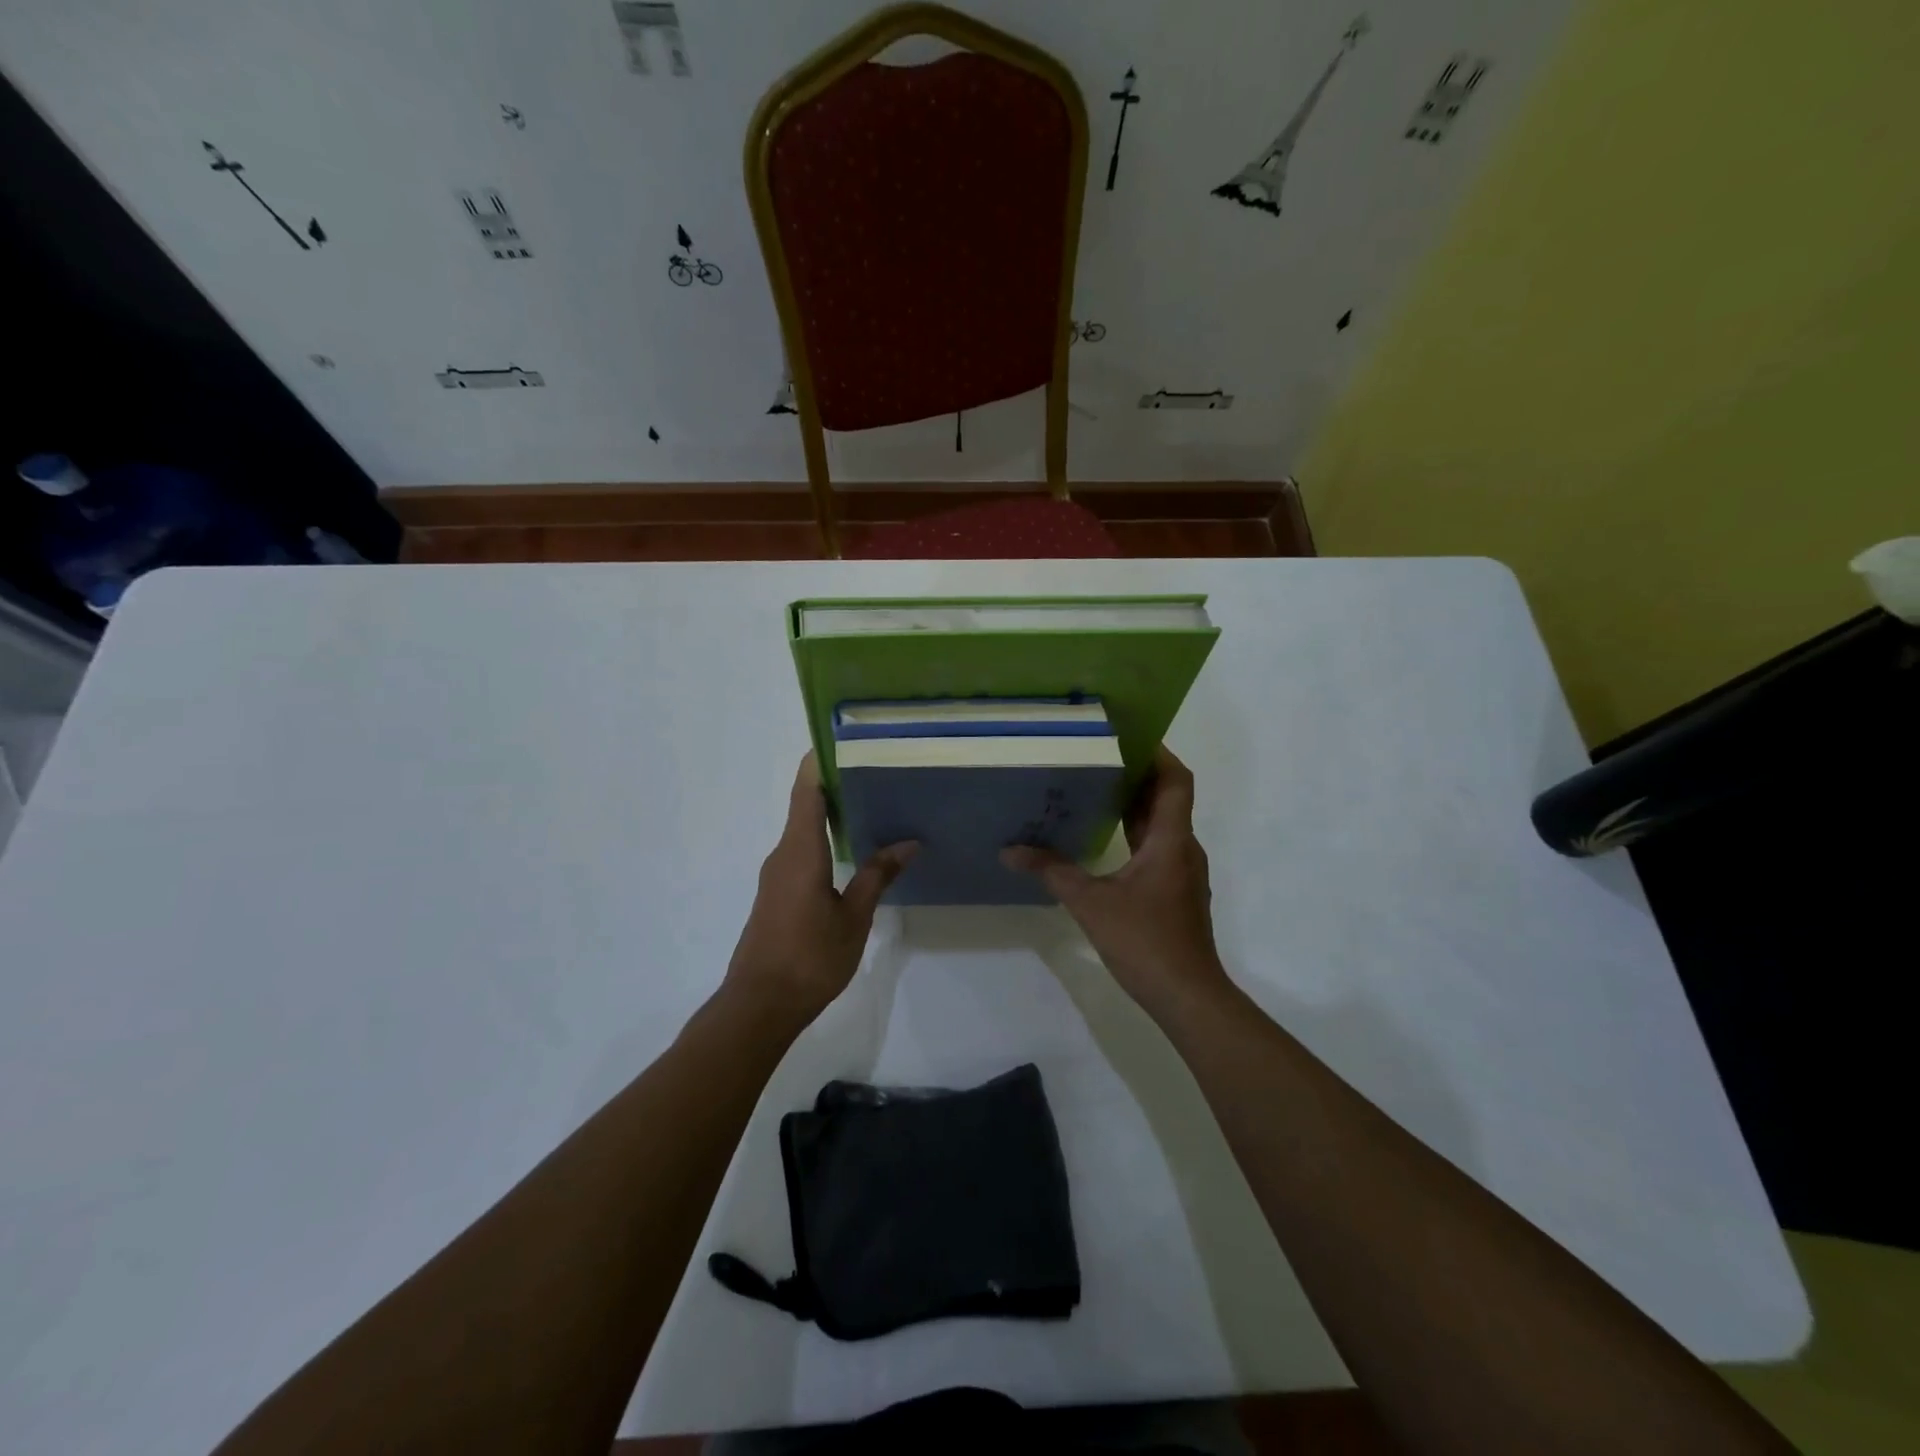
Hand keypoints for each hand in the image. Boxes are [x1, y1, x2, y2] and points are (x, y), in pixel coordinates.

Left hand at [724, 754, 916, 1025]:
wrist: (759, 1005)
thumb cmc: (810, 958)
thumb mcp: (854, 917)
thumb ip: (877, 876)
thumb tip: (908, 843)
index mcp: (800, 850)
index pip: (807, 789)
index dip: (820, 760)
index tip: (845, 740)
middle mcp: (783, 853)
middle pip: (806, 804)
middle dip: (837, 783)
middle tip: (878, 769)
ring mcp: (776, 874)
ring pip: (804, 829)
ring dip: (832, 813)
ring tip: (874, 803)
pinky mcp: (777, 892)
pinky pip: (801, 850)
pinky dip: (825, 837)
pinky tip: (853, 847)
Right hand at [1002, 748, 1230, 1017]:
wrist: (1187, 995)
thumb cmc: (1145, 941)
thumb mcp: (1091, 903)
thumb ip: (1052, 872)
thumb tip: (1011, 851)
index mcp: (1171, 840)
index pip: (1176, 781)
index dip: (1158, 753)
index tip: (1128, 736)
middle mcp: (1182, 848)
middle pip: (1167, 797)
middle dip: (1137, 774)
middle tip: (1097, 756)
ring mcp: (1181, 871)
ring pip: (1161, 823)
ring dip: (1134, 804)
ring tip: (1094, 787)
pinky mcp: (1174, 890)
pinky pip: (1156, 846)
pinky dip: (1134, 832)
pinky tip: (1103, 837)